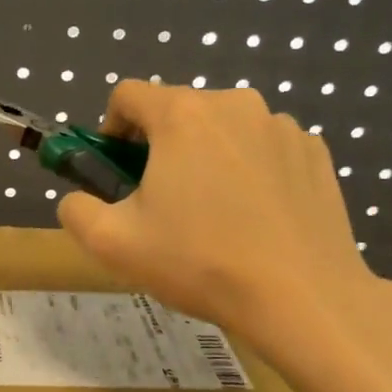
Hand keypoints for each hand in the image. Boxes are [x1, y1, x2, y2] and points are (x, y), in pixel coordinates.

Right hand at [56, 81, 391, 376]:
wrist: (301, 297)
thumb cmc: (198, 262)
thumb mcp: (112, 244)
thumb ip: (76, 210)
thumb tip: (77, 200)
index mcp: (182, 115)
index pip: (129, 95)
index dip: (111, 128)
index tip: (116, 169)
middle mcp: (235, 104)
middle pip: (179, 111)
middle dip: (160, 146)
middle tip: (161, 202)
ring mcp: (282, 126)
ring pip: (224, 130)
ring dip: (206, 157)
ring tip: (213, 214)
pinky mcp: (315, 153)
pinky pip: (264, 148)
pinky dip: (250, 170)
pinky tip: (255, 218)